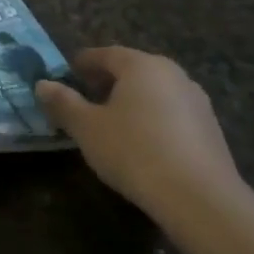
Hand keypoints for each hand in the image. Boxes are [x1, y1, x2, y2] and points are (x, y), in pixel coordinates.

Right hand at [35, 47, 243, 221]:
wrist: (200, 199)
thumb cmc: (134, 151)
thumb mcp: (86, 128)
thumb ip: (63, 103)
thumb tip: (42, 84)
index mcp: (142, 66)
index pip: (106, 53)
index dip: (83, 62)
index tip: (68, 73)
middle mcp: (173, 75)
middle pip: (133, 70)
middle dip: (108, 81)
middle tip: (86, 97)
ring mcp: (197, 102)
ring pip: (155, 93)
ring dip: (132, 101)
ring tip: (112, 123)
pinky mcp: (211, 131)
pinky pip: (172, 115)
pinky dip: (153, 120)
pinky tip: (142, 144)